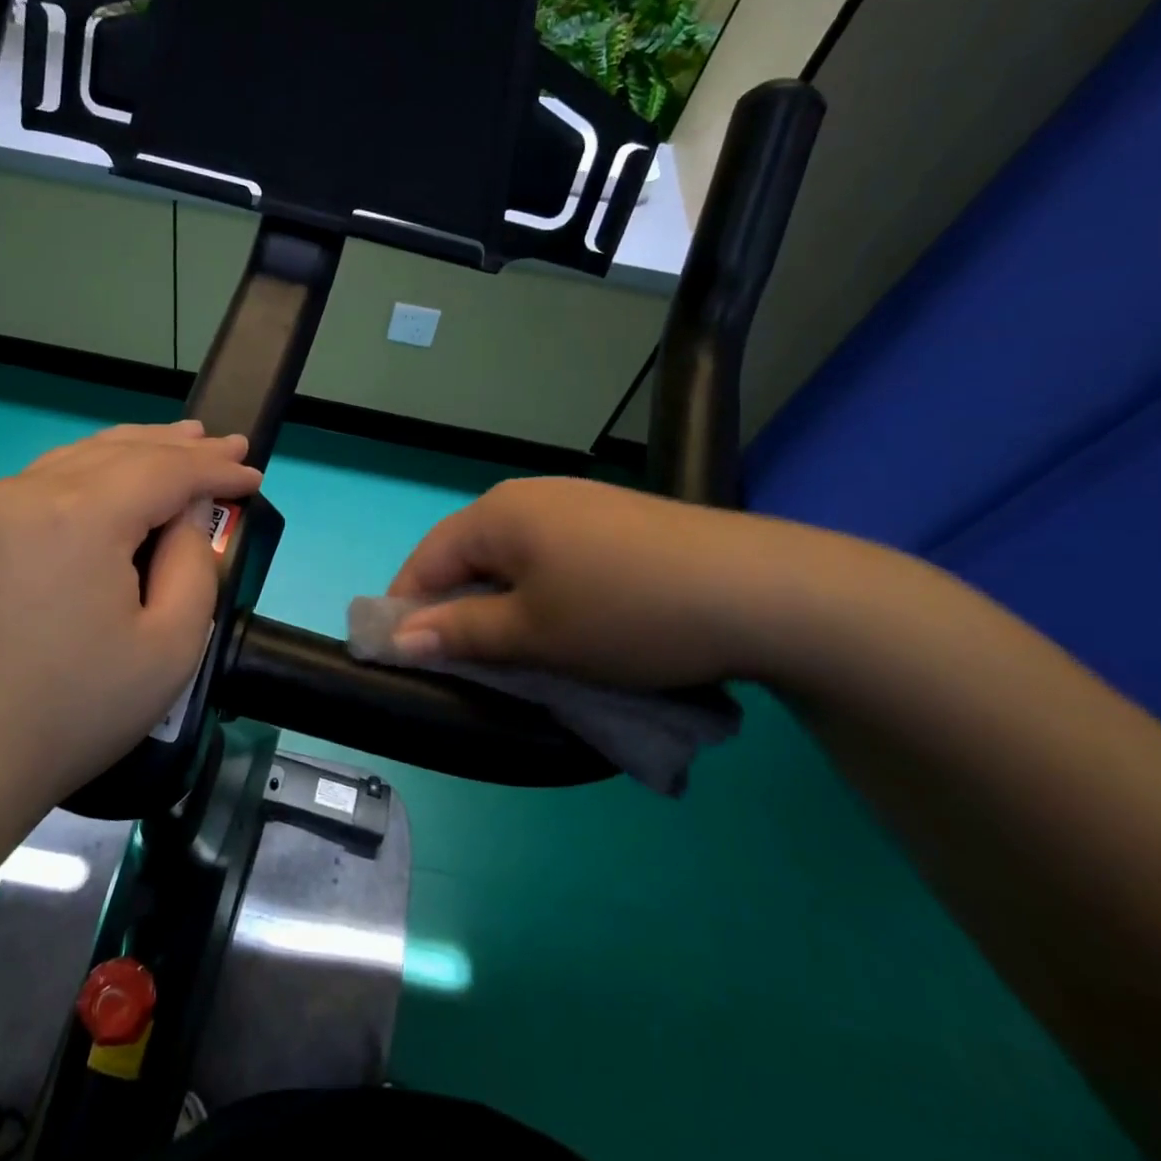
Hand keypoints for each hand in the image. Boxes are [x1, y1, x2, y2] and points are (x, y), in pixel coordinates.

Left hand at [0, 422, 261, 808]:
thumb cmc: (75, 709)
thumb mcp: (170, 646)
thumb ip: (195, 565)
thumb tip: (187, 515)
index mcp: (81, 514)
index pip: (165, 471)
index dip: (214, 470)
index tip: (254, 472)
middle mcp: (31, 491)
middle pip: (122, 451)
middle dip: (181, 447)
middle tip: (227, 444)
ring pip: (82, 455)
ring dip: (137, 448)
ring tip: (182, 439)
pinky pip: (50, 476)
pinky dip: (95, 466)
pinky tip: (116, 472)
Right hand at [387, 476, 827, 688]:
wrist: (761, 591)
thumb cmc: (624, 612)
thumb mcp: (532, 633)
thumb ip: (460, 633)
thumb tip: (399, 638)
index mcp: (497, 513)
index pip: (425, 559)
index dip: (405, 608)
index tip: (403, 657)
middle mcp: (530, 496)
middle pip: (468, 556)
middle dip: (456, 608)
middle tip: (464, 663)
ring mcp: (578, 503)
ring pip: (512, 558)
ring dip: (501, 603)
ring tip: (517, 649)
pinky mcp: (615, 520)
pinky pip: (553, 556)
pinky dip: (542, 591)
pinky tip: (567, 621)